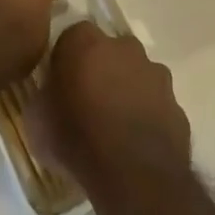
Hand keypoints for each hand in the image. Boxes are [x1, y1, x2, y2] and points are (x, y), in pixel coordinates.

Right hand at [36, 22, 191, 196]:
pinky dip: (146, 114)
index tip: (60, 82)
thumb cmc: (77, 141)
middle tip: (87, 101)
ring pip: (136, 74)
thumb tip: (48, 94)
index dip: (66, 58)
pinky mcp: (176, 103)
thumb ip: (44, 96)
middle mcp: (125, 47)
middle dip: (100, 68)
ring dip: (126, 90)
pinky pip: (155, 102)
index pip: (72, 36)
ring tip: (113, 125)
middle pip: (108, 50)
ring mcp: (156, 74)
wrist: (135, 177)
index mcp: (86, 43)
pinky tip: (135, 142)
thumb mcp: (38, 120)